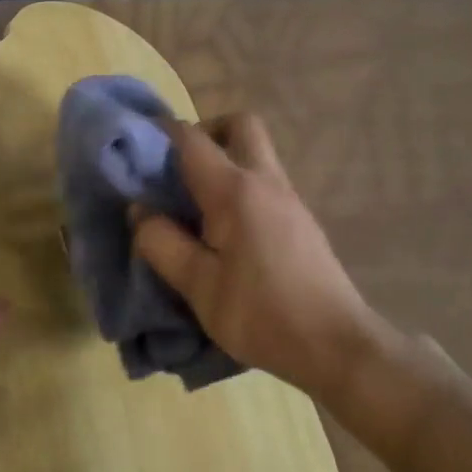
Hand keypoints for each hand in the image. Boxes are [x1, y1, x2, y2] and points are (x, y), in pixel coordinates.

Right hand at [132, 114, 393, 401]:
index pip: (193, 140)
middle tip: (178, 167)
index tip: (136, 147)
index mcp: (235, 191)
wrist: (336, 346)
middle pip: (241, 125)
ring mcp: (290, 199)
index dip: (161, 133)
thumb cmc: (260, 314)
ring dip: (224, 161)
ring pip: (256, 154)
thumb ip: (162, 243)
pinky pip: (265, 183)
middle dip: (206, 132)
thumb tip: (140, 211)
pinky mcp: (301, 221)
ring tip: (193, 206)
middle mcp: (266, 182)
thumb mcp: (198, 286)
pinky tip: (223, 232)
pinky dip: (239, 187)